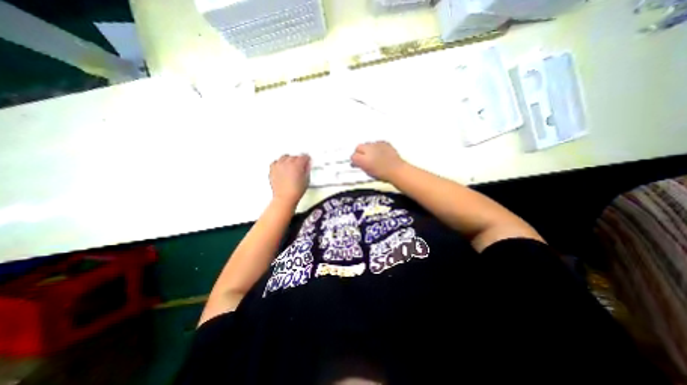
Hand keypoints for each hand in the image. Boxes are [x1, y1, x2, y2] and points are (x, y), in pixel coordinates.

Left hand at [270, 154, 309, 203]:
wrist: (285, 198)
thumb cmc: (295, 191)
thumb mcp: (307, 180)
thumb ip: (307, 170)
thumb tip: (306, 166)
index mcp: (297, 164)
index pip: (304, 156)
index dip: (307, 159)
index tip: (307, 160)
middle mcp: (287, 163)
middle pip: (294, 156)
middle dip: (298, 159)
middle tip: (300, 165)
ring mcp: (279, 166)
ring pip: (284, 157)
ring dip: (288, 160)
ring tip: (291, 165)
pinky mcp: (272, 170)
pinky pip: (275, 162)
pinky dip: (279, 163)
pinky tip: (281, 167)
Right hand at [351, 141, 402, 182]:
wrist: (396, 170)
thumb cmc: (384, 173)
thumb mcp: (368, 172)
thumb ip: (361, 165)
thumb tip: (358, 163)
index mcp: (363, 159)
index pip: (353, 156)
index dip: (354, 160)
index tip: (356, 162)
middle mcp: (368, 150)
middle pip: (359, 147)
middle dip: (359, 151)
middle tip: (363, 157)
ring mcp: (376, 145)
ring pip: (367, 144)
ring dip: (368, 148)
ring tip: (372, 155)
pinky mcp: (384, 143)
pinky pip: (377, 143)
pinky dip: (377, 146)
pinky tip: (379, 152)